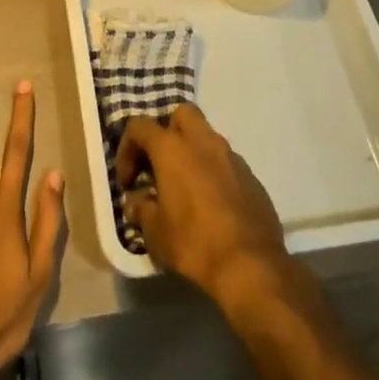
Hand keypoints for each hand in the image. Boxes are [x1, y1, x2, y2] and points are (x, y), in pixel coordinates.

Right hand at [116, 104, 293, 312]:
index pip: (140, 126)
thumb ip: (141, 210)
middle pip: (181, 114)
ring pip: (207, 137)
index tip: (128, 181)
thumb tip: (135, 203)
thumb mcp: (155, 233)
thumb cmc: (194, 243)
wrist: (251, 265)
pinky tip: (212, 203)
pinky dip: (214, 172)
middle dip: (167, 132)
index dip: (127, 148)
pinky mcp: (251, 176)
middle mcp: (203, 142)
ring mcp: (231, 156)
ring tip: (185, 187)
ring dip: (192, 153)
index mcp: (172, 148)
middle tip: (160, 165)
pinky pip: (226, 162)